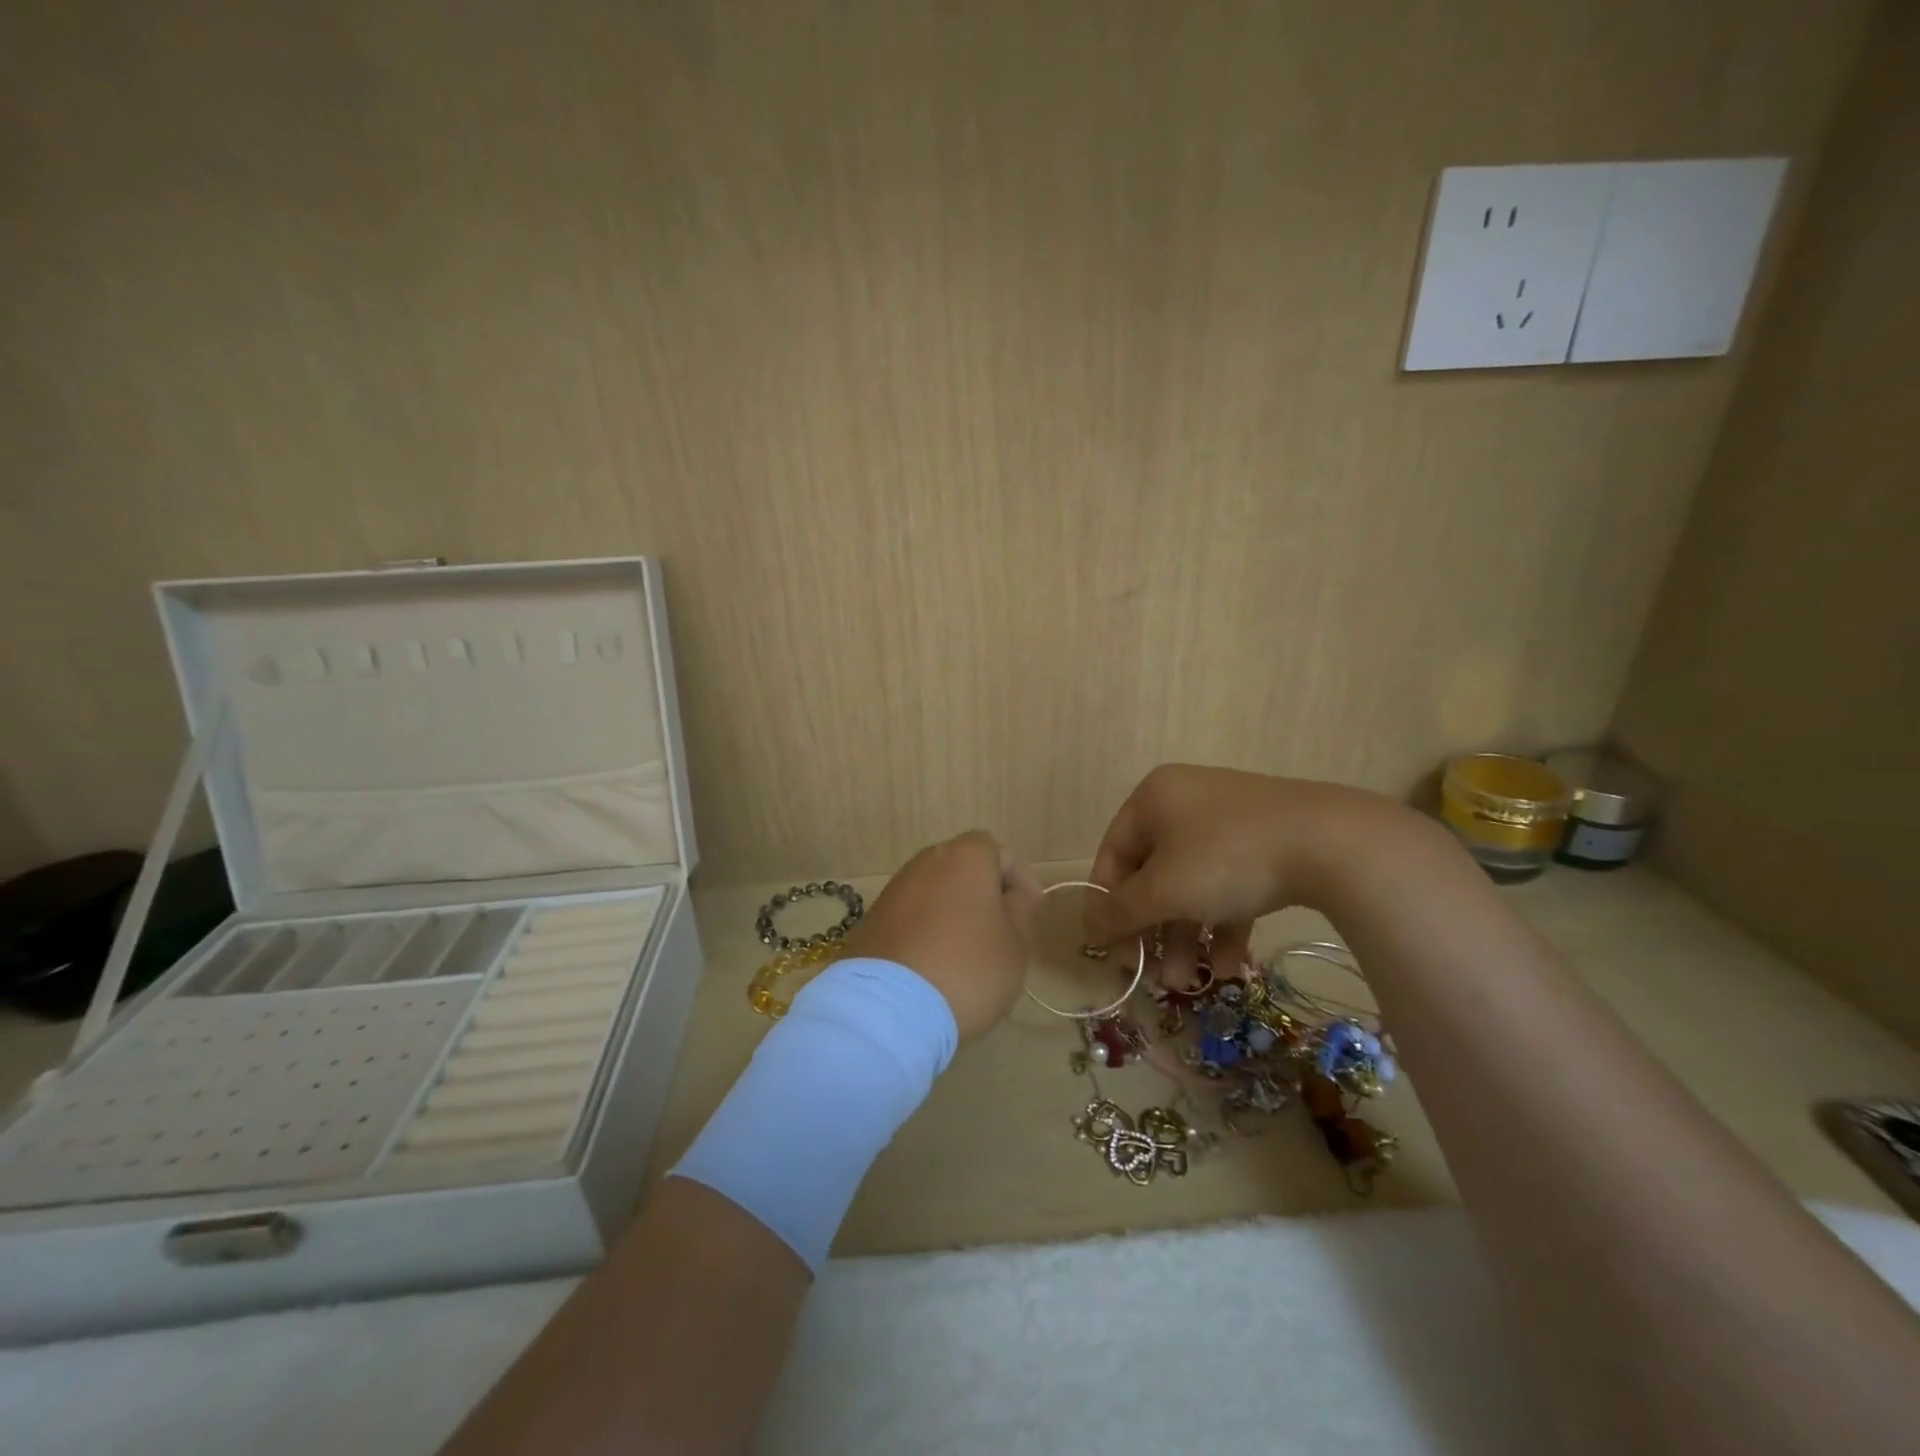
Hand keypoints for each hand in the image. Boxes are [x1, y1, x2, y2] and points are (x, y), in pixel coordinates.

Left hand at [846, 831, 1041, 1039]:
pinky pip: (909, 917)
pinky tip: (933, 965)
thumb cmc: (968, 969)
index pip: (998, 852)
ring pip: (933, 892)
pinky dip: (924, 931)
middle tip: (1001, 931)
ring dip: (951, 912)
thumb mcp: (1015, 945)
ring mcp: (893, 891)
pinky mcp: (870, 921)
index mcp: (964, 858)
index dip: (1018, 878)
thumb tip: (1014, 895)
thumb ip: (1020, 911)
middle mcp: (925, 863)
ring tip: (966, 952)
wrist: (888, 1008)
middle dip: (982, 893)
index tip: (1030, 910)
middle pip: (961, 868)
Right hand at [1086, 764, 1419, 972]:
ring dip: (1187, 936)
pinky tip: (1233, 967)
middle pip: (1154, 874)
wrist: (1332, 842)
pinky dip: (1225, 923)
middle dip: (1153, 931)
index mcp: (1154, 799)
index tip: (1111, 949)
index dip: (1107, 904)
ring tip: (1191, 984)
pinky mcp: (1266, 841)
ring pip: (1193, 884)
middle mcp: (1186, 802)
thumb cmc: (1227, 858)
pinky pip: (1230, 884)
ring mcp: (1230, 820)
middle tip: (1152, 975)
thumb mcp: (1164, 890)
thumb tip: (1089, 927)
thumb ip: (1120, 910)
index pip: (1113, 854)